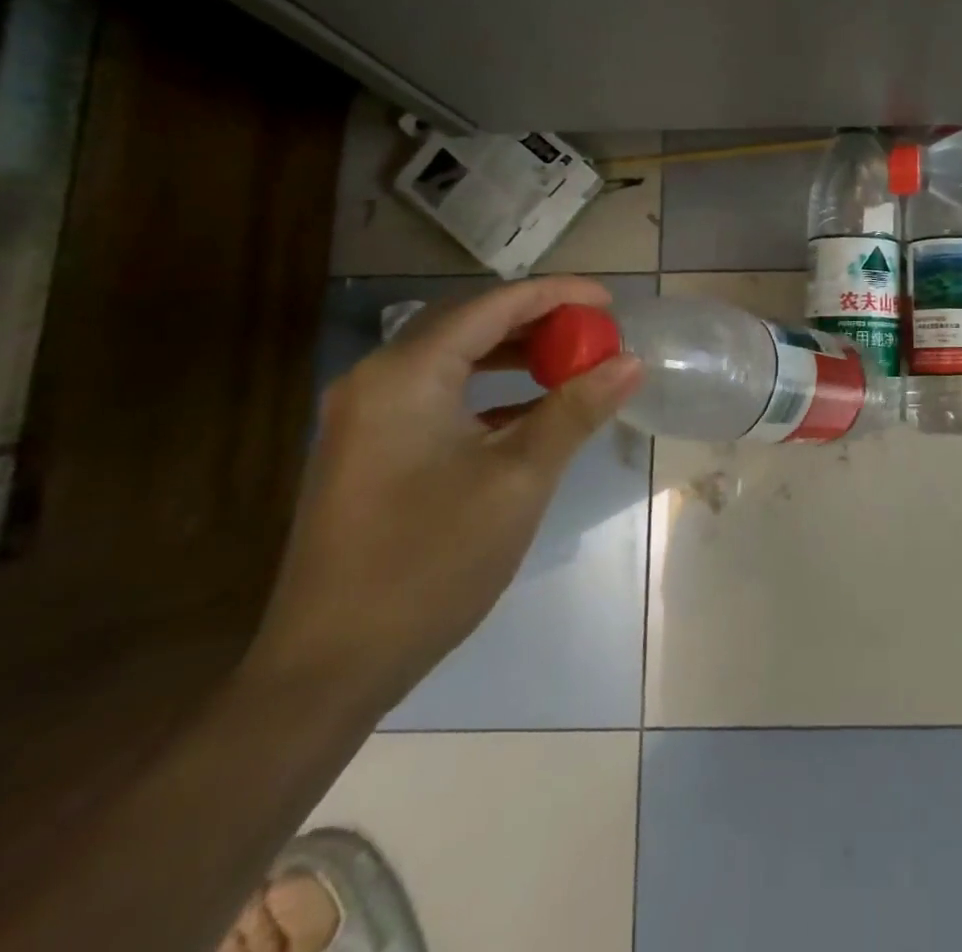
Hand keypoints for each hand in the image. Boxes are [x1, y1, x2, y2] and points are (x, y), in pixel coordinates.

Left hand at [246, 278, 640, 708]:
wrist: (331, 666)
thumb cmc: (431, 561)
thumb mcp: (520, 479)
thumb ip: (576, 411)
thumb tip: (630, 363)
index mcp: (405, 375)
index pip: (492, 306)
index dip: (556, 295)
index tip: (610, 302)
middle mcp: (377, 379)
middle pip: (469, 323)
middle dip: (537, 320)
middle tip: (594, 330)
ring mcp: (367, 415)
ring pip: (454, 358)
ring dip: (514, 354)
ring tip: (571, 362)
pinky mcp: (371, 447)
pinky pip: (439, 394)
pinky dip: (488, 389)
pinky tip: (530, 408)